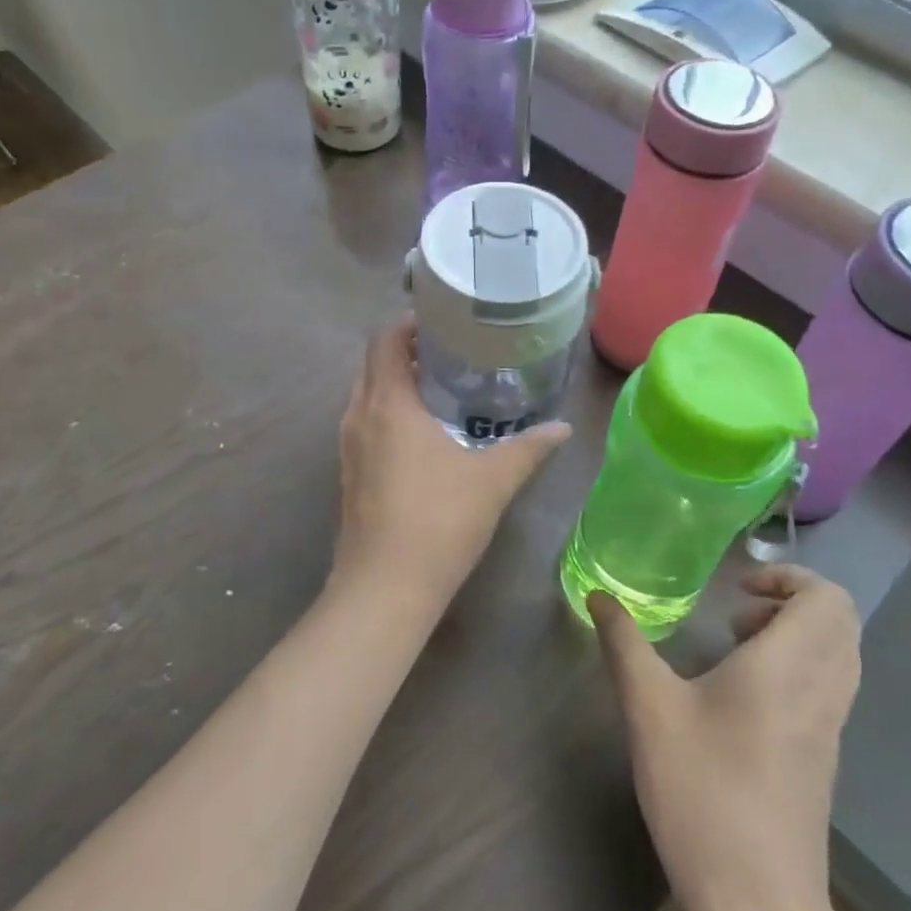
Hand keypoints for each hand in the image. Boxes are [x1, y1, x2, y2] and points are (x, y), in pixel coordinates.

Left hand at [332, 317, 570, 609]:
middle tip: (451, 353)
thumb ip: (529, 448)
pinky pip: (365, 424)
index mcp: (388, 403)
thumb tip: (563, 428)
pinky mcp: (348, 474)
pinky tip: (423, 436)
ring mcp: (348, 447)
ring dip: (395, 383)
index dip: (410, 322)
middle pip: (373, 363)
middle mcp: (359, 416)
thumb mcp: (493, 480)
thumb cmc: (439, 521)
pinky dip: (388, 413)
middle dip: (406, 350)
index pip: (385, 339)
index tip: (444, 322)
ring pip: (366, 395)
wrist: (384, 588)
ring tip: (440, 389)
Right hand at [592, 566, 860, 910]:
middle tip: (736, 615)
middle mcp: (821, 689)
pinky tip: (743, 697)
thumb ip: (624, 644)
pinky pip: (829, 687)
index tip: (738, 589)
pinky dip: (798, 668)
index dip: (789, 577)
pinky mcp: (824, 759)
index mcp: (788, 667)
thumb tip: (599, 596)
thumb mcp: (649, 710)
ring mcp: (829, 728)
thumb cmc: (702, 792)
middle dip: (791, 600)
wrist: (759, 905)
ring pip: (839, 655)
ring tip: (737, 649)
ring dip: (795, 634)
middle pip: (840, 621)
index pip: (828, 598)